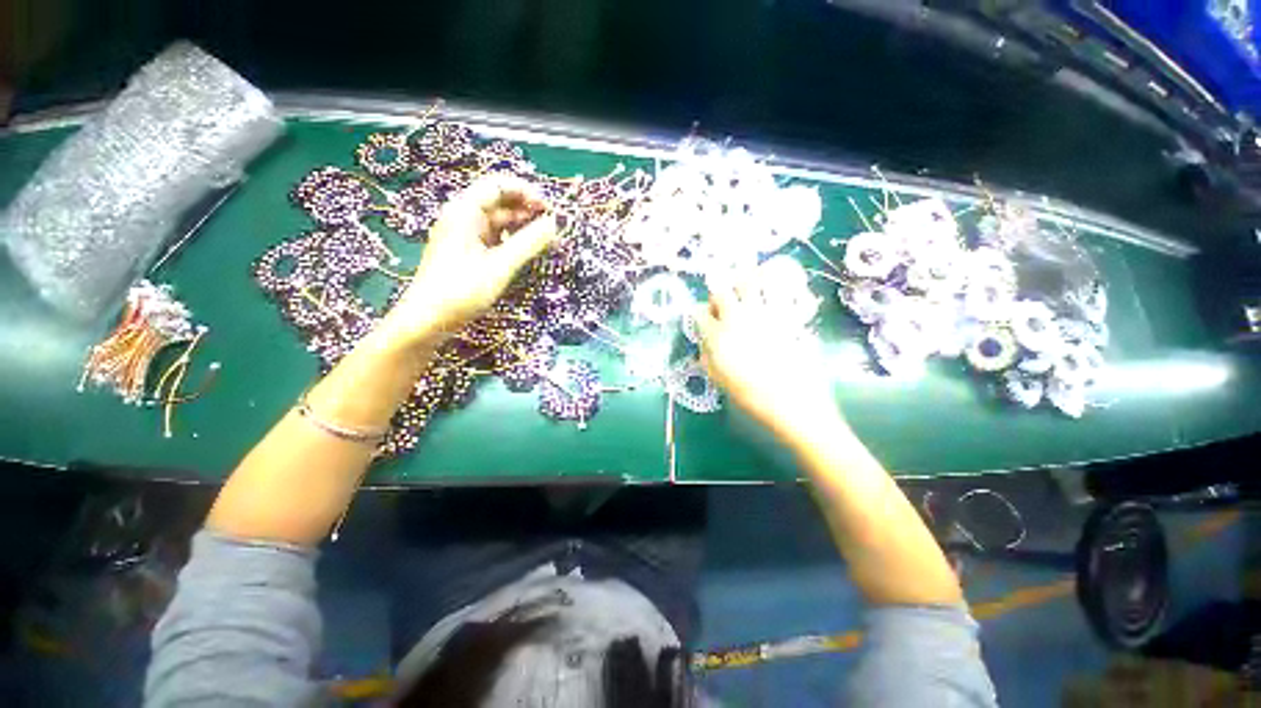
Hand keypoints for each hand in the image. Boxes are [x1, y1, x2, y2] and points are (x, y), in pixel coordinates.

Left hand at [380, 175, 557, 347]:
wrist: (428, 320)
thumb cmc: (461, 290)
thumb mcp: (500, 266)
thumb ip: (529, 242)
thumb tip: (555, 223)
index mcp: (465, 211)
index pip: (498, 185)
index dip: (526, 192)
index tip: (550, 209)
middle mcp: (463, 217)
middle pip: (499, 202)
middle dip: (527, 210)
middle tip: (553, 227)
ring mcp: (465, 235)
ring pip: (499, 222)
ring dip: (522, 227)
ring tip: (546, 240)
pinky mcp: (469, 252)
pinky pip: (495, 238)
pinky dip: (513, 241)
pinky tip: (528, 251)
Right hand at [695, 285, 842, 441]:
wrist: (793, 401)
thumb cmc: (752, 396)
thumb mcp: (719, 380)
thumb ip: (707, 357)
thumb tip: (705, 343)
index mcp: (717, 337)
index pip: (698, 313)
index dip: (700, 315)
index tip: (705, 322)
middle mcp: (736, 319)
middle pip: (720, 292)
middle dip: (717, 297)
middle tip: (723, 308)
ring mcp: (762, 313)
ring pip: (747, 282)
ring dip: (741, 284)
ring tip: (745, 293)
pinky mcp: (785, 313)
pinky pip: (777, 288)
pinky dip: (771, 283)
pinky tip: (769, 289)